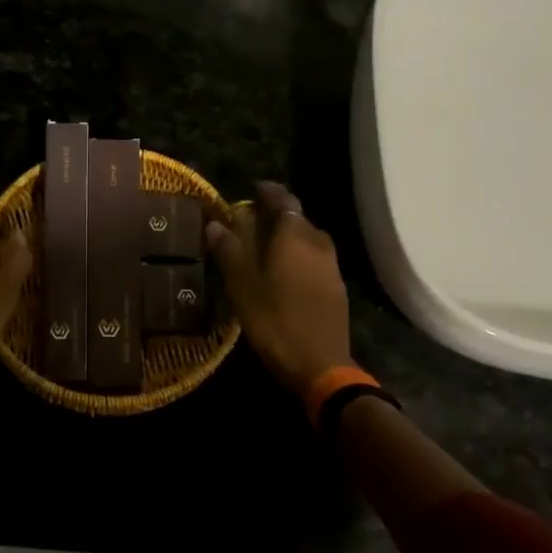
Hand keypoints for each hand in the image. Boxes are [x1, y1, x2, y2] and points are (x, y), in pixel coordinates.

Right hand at [205, 181, 353, 397]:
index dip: (268, 192)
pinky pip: (315, 259)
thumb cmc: (274, 319)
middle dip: (276, 216)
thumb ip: (229, 250)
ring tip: (265, 247)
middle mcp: (318, 243)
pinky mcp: (336, 288)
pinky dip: (298, 257)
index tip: (254, 188)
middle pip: (297, 219)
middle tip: (251, 221)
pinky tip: (284, 273)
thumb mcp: (241, 284)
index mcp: (294, 235)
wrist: (319, 364)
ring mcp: (331, 266)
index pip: (283, 199)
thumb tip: (215, 223)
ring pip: (308, 239)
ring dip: (288, 237)